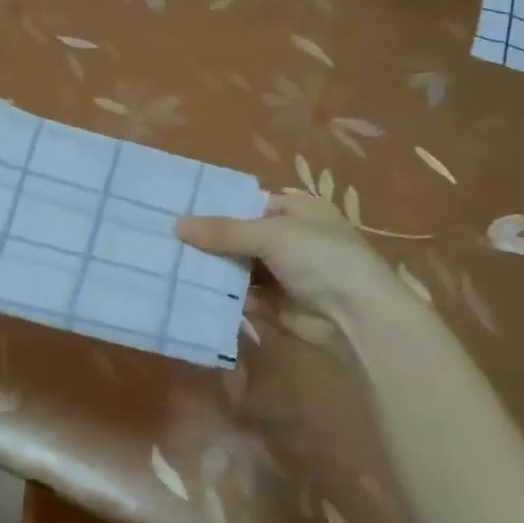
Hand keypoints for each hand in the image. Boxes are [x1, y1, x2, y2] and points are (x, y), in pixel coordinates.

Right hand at [176, 192, 404, 339]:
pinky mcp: (275, 305)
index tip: (179, 211)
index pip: (250, 204)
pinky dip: (221, 295)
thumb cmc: (322, 259)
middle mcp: (290, 239)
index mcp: (298, 211)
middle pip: (240, 236)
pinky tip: (188, 290)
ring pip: (238, 267)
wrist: (357, 318)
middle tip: (166, 239)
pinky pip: (241, 295)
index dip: (217, 208)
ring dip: (212, 268)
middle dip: (209, 241)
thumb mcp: (272, 234)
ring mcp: (283, 274)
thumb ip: (224, 231)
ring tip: (169, 263)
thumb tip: (177, 225)